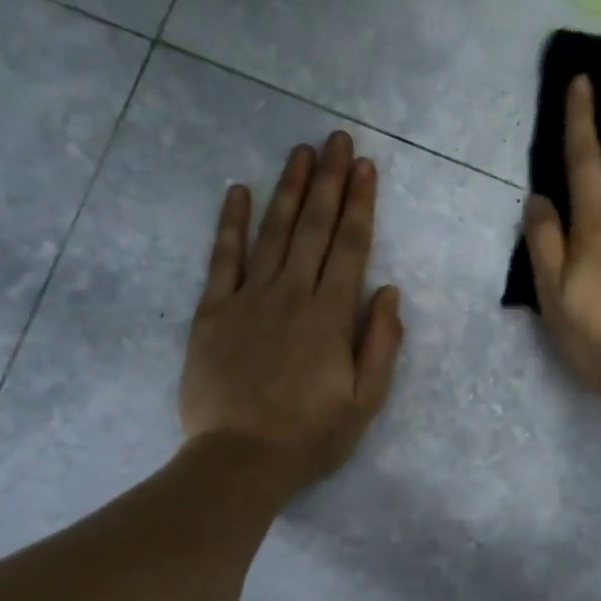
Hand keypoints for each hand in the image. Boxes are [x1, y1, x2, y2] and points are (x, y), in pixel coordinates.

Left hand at [180, 130, 403, 488]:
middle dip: (328, 181)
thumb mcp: (365, 401)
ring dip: (288, 189)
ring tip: (299, 152)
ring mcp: (247, 299)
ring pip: (272, 233)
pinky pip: (222, 259)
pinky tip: (238, 192)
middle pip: (314, 228)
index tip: (365, 166)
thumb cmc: (310, 436)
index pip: (350, 246)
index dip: (359, 203)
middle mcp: (291, 295)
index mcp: (330, 316)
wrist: (239, 461)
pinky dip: (230, 224)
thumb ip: (381, 343)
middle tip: (336, 139)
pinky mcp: (212, 313)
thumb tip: (389, 291)